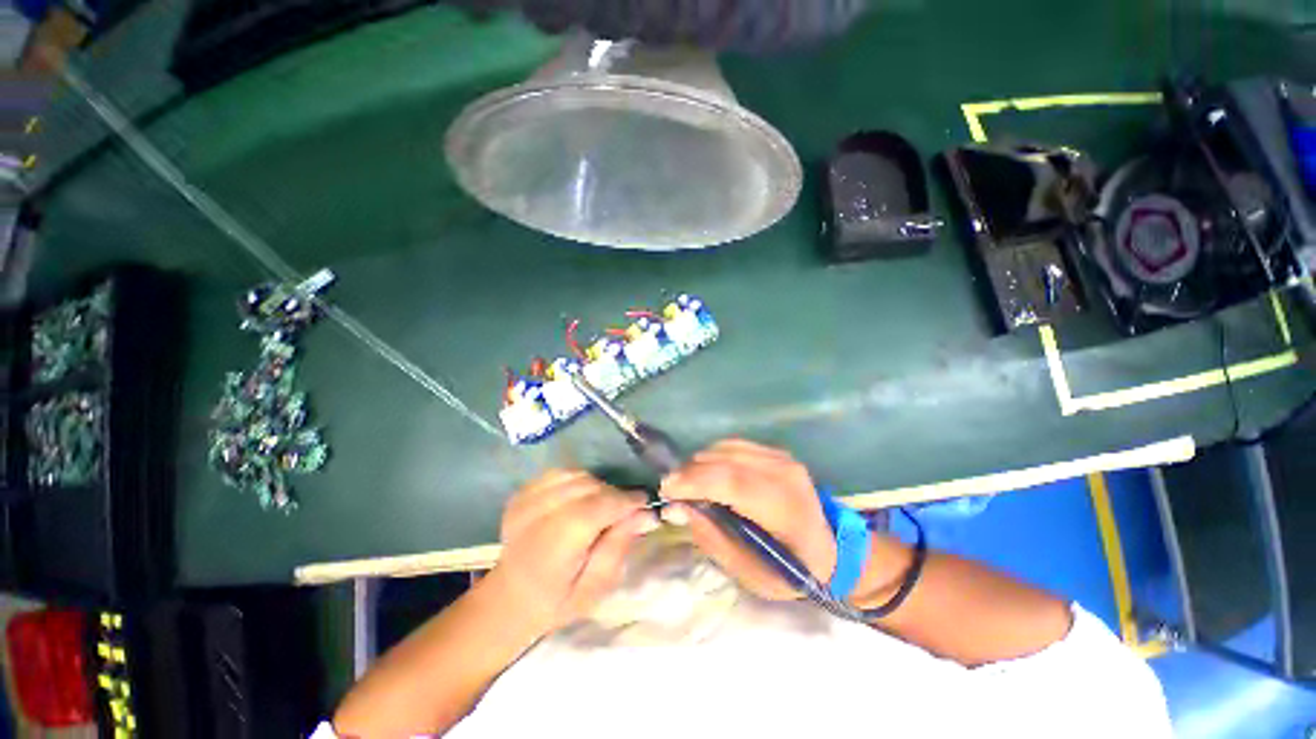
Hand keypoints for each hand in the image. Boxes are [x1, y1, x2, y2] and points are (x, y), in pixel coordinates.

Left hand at [489, 470, 657, 634]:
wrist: (511, 598)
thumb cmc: (558, 600)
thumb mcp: (596, 587)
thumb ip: (619, 545)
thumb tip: (645, 513)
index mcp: (556, 545)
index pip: (599, 505)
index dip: (626, 500)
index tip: (645, 502)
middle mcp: (537, 515)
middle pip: (589, 486)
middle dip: (612, 494)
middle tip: (623, 511)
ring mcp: (525, 501)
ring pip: (575, 475)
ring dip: (595, 486)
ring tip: (600, 506)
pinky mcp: (521, 493)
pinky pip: (559, 473)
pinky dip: (576, 481)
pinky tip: (578, 499)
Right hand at [659, 440, 835, 599]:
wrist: (834, 549)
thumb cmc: (794, 571)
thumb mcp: (751, 574)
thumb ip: (713, 538)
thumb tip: (680, 508)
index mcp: (784, 508)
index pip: (732, 482)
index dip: (695, 481)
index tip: (667, 488)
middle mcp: (784, 473)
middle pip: (725, 459)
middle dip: (690, 471)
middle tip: (671, 488)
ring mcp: (782, 458)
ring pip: (726, 447)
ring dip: (700, 462)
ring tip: (688, 482)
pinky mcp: (777, 452)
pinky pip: (735, 446)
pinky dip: (714, 457)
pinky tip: (708, 474)